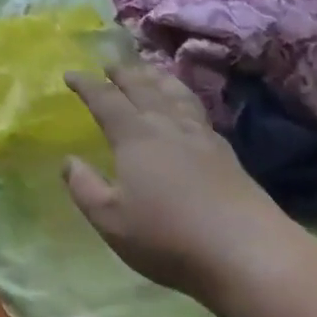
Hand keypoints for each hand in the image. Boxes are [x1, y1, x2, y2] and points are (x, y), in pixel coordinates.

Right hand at [63, 65, 297, 300]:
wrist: (248, 252)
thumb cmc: (169, 237)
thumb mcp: (111, 220)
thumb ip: (85, 188)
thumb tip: (68, 160)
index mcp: (135, 137)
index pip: (106, 100)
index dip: (86, 85)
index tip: (70, 73)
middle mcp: (167, 126)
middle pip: (143, 88)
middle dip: (123, 73)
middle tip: (109, 64)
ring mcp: (201, 137)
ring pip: (175, 95)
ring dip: (157, 79)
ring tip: (149, 72)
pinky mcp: (226, 154)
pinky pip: (198, 112)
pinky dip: (184, 99)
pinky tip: (187, 109)